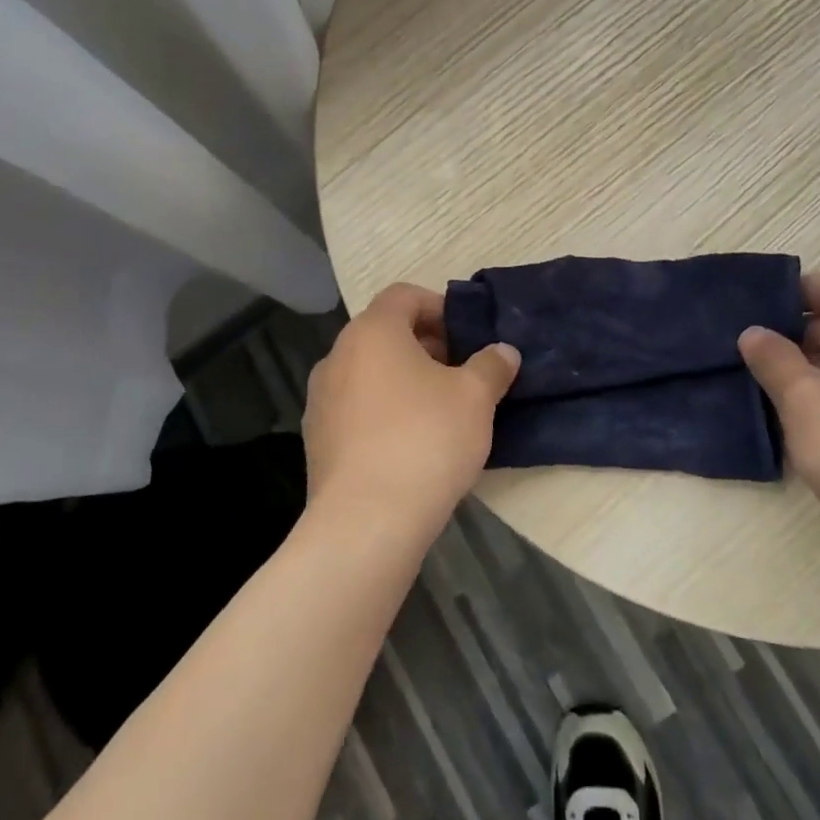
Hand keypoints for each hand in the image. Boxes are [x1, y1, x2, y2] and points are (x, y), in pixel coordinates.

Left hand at [303, 283, 519, 540]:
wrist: (365, 523)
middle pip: (385, 334)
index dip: (439, 307)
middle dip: (426, 347)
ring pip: (369, 373)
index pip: (404, 295)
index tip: (467, 337)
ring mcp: (321, 400)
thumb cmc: (425, 440)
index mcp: (372, 332)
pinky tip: (411, 446)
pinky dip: (383, 413)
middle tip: (461, 374)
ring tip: (440, 412)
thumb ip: (491, 365)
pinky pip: (356, 410)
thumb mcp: (475, 398)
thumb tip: (503, 352)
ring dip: (404, 381)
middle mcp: (337, 356)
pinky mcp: (316, 441)